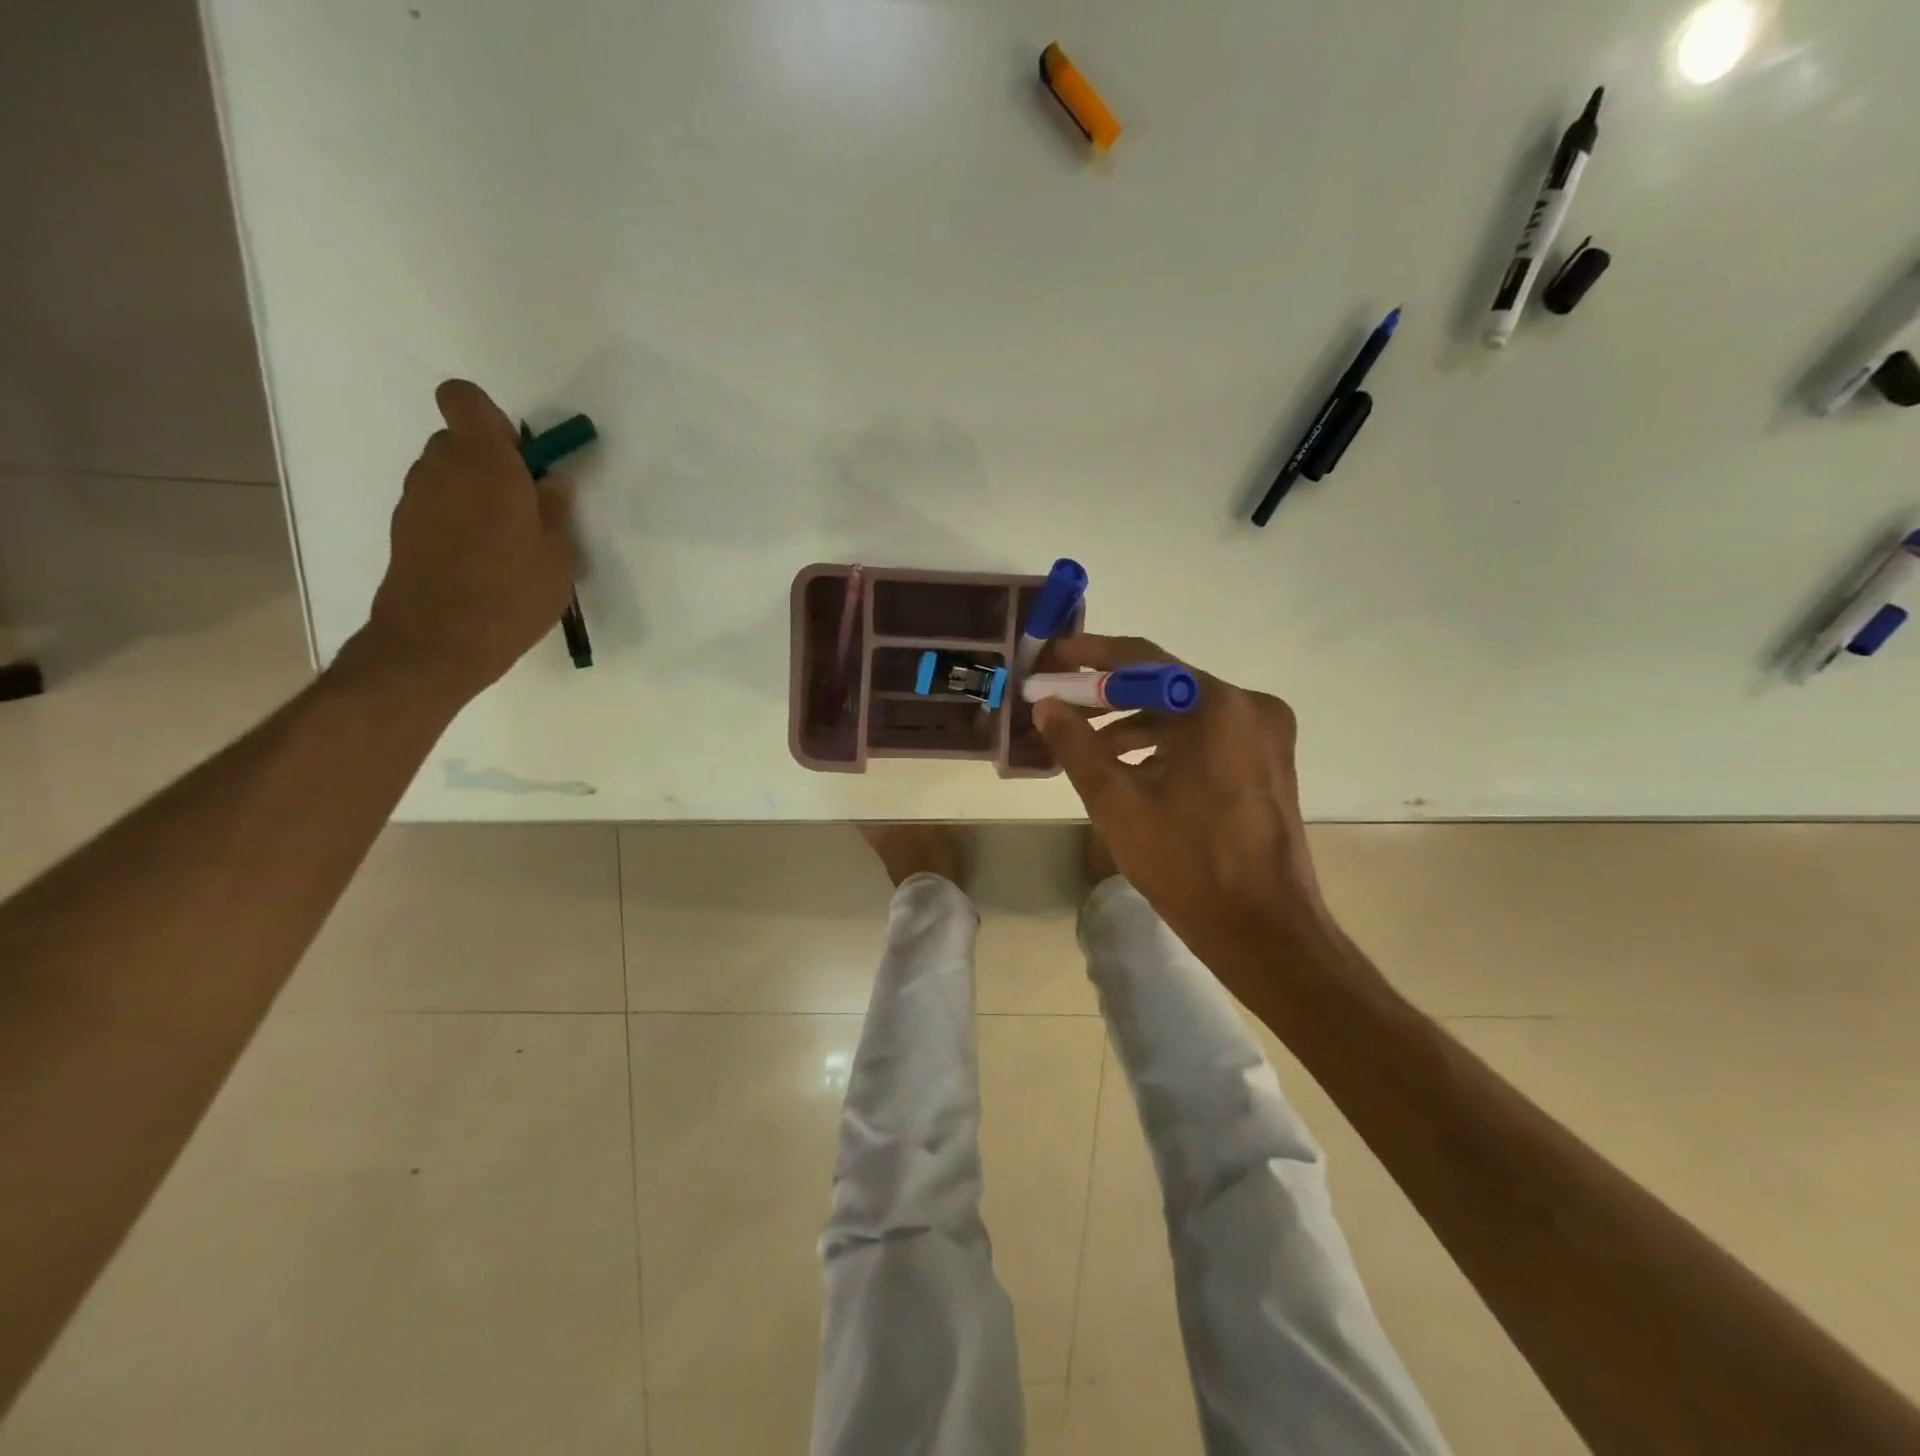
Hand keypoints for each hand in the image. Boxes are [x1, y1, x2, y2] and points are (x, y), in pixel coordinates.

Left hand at [353, 380, 577, 705]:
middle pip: (459, 440)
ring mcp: (415, 498)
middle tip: (525, 507)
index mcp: (485, 463)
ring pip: (447, 474)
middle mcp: (441, 468)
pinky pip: (436, 505)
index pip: (464, 399)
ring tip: (505, 542)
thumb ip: (556, 510)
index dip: (492, 418)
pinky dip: (457, 519)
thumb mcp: (558, 555)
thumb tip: (551, 481)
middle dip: (491, 462)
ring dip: (474, 492)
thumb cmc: (512, 593)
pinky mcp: (403, 528)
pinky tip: (480, 561)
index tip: (521, 458)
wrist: (439, 641)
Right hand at [1034, 634, 1333, 985]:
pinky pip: (1205, 737)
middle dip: (1106, 695)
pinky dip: (1164, 745)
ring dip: (1132, 723)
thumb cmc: (1188, 864)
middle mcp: (1249, 707)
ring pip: (1183, 713)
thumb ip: (1076, 745)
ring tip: (1084, 744)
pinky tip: (1128, 768)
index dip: (1089, 656)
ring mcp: (1264, 735)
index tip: (1050, 657)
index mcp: (1217, 706)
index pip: (1142, 660)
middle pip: (1164, 685)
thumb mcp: (1117, 802)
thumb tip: (1044, 705)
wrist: (1264, 930)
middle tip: (1057, 701)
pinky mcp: (1267, 762)